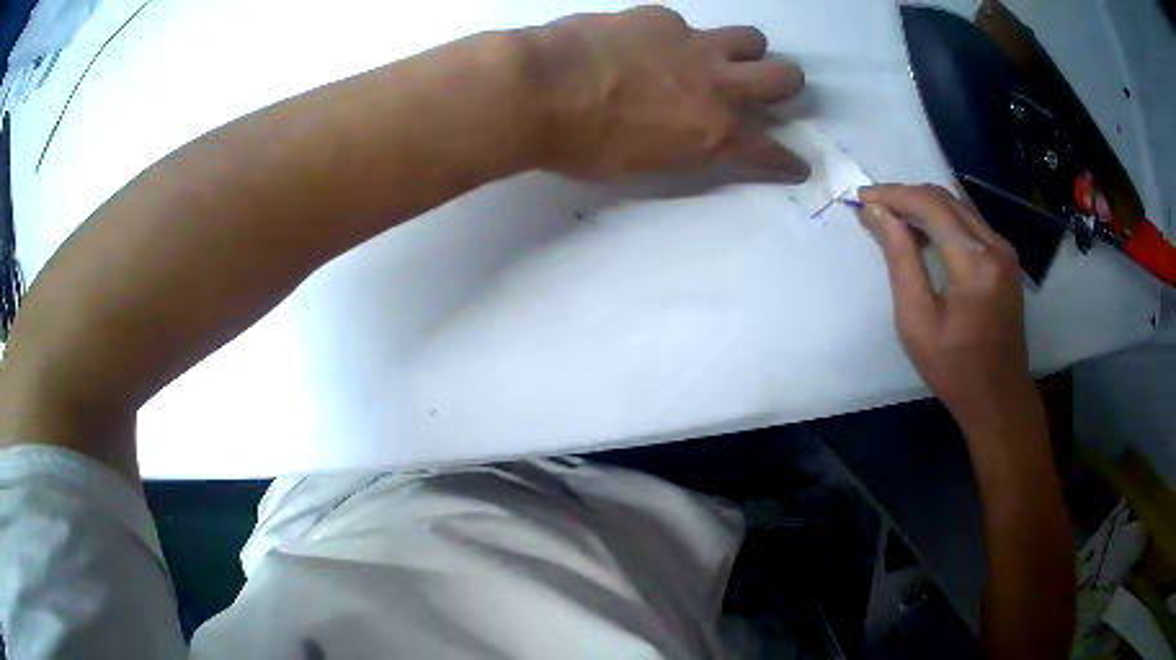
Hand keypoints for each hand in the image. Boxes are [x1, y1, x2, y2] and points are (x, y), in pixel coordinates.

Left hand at [524, 6, 808, 180]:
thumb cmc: (581, 144)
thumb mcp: (641, 166)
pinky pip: (686, 25)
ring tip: (715, 59)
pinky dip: (676, 38)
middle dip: (786, 87)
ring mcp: (694, 44)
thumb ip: (681, 147)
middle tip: (767, 91)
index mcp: (713, 133)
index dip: (787, 160)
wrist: (538, 87)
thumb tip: (692, 136)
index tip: (796, 164)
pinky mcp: (662, 17)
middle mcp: (718, 84)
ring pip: (751, 39)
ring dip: (745, 51)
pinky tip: (645, 45)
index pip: (770, 151)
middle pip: (786, 76)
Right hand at [858, 184, 1033, 426]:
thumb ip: (901, 261)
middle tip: (874, 209)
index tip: (862, 199)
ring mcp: (1004, 250)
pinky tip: (925, 236)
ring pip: (958, 206)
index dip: (893, 195)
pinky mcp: (1006, 258)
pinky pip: (970, 223)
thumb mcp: (917, 321)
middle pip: (945, 198)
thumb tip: (879, 214)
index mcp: (975, 261)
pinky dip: (943, 220)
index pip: (930, 205)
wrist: (999, 397)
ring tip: (893, 220)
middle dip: (906, 196)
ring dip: (924, 206)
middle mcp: (995, 244)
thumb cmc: (954, 369)